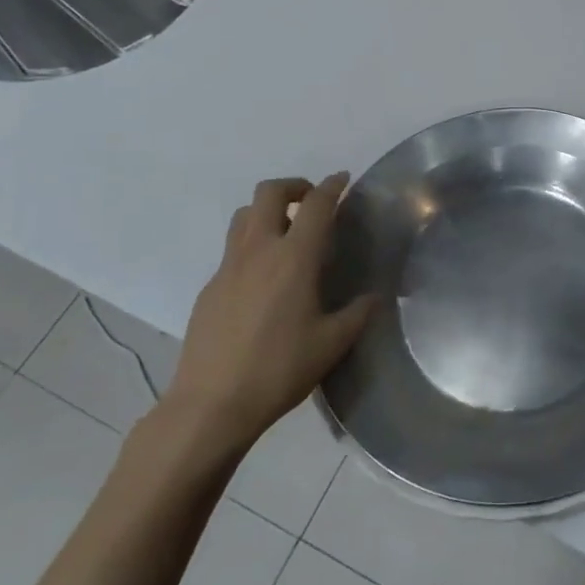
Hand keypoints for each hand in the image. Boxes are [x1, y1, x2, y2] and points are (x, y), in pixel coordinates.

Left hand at [158, 174, 374, 465]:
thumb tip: (374, 297)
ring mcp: (227, 268)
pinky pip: (232, 250)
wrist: (210, 404)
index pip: (316, 205)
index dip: (332, 186)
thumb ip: (358, 314)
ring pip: (244, 216)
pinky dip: (252, 246)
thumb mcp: (332, 344)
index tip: (343, 180)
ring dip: (267, 211)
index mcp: (294, 259)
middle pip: (269, 193)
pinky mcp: (210, 288)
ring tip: (287, 233)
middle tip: (311, 202)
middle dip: (293, 186)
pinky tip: (264, 281)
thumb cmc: (279, 370)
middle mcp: (258, 251)